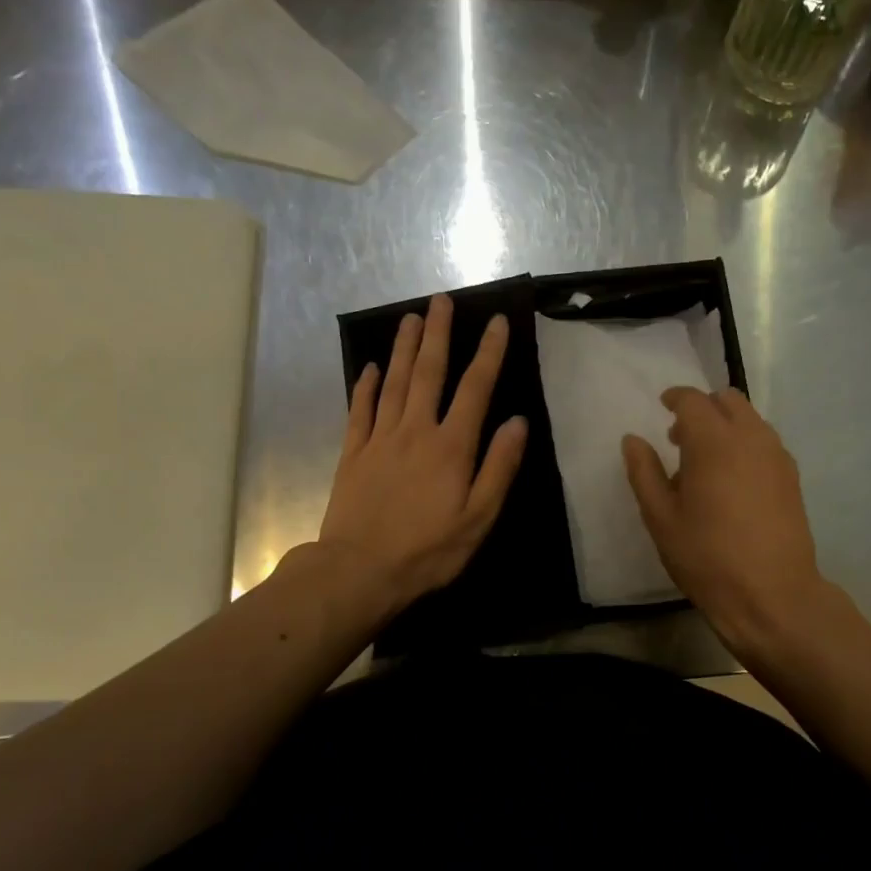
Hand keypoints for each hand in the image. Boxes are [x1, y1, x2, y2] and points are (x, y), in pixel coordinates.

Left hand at [318, 294, 527, 620]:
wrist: (360, 571)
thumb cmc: (429, 550)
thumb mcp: (479, 517)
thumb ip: (499, 467)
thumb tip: (518, 422)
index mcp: (451, 447)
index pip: (475, 389)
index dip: (488, 353)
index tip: (497, 321)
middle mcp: (415, 431)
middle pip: (428, 372)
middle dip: (438, 334)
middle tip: (441, 300)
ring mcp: (379, 439)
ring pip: (393, 382)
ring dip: (403, 348)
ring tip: (410, 317)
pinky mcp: (353, 454)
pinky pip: (360, 410)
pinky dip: (365, 386)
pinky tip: (369, 367)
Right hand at [622, 387, 830, 662]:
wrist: (772, 595)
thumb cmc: (707, 557)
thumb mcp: (661, 518)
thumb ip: (644, 472)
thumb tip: (633, 440)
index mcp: (714, 442)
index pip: (693, 400)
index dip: (675, 398)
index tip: (663, 406)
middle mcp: (751, 438)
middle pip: (728, 400)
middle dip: (703, 408)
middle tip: (681, 438)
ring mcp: (777, 456)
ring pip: (751, 420)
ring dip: (726, 426)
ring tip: (706, 464)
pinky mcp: (792, 477)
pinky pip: (765, 443)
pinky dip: (745, 444)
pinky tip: (732, 482)